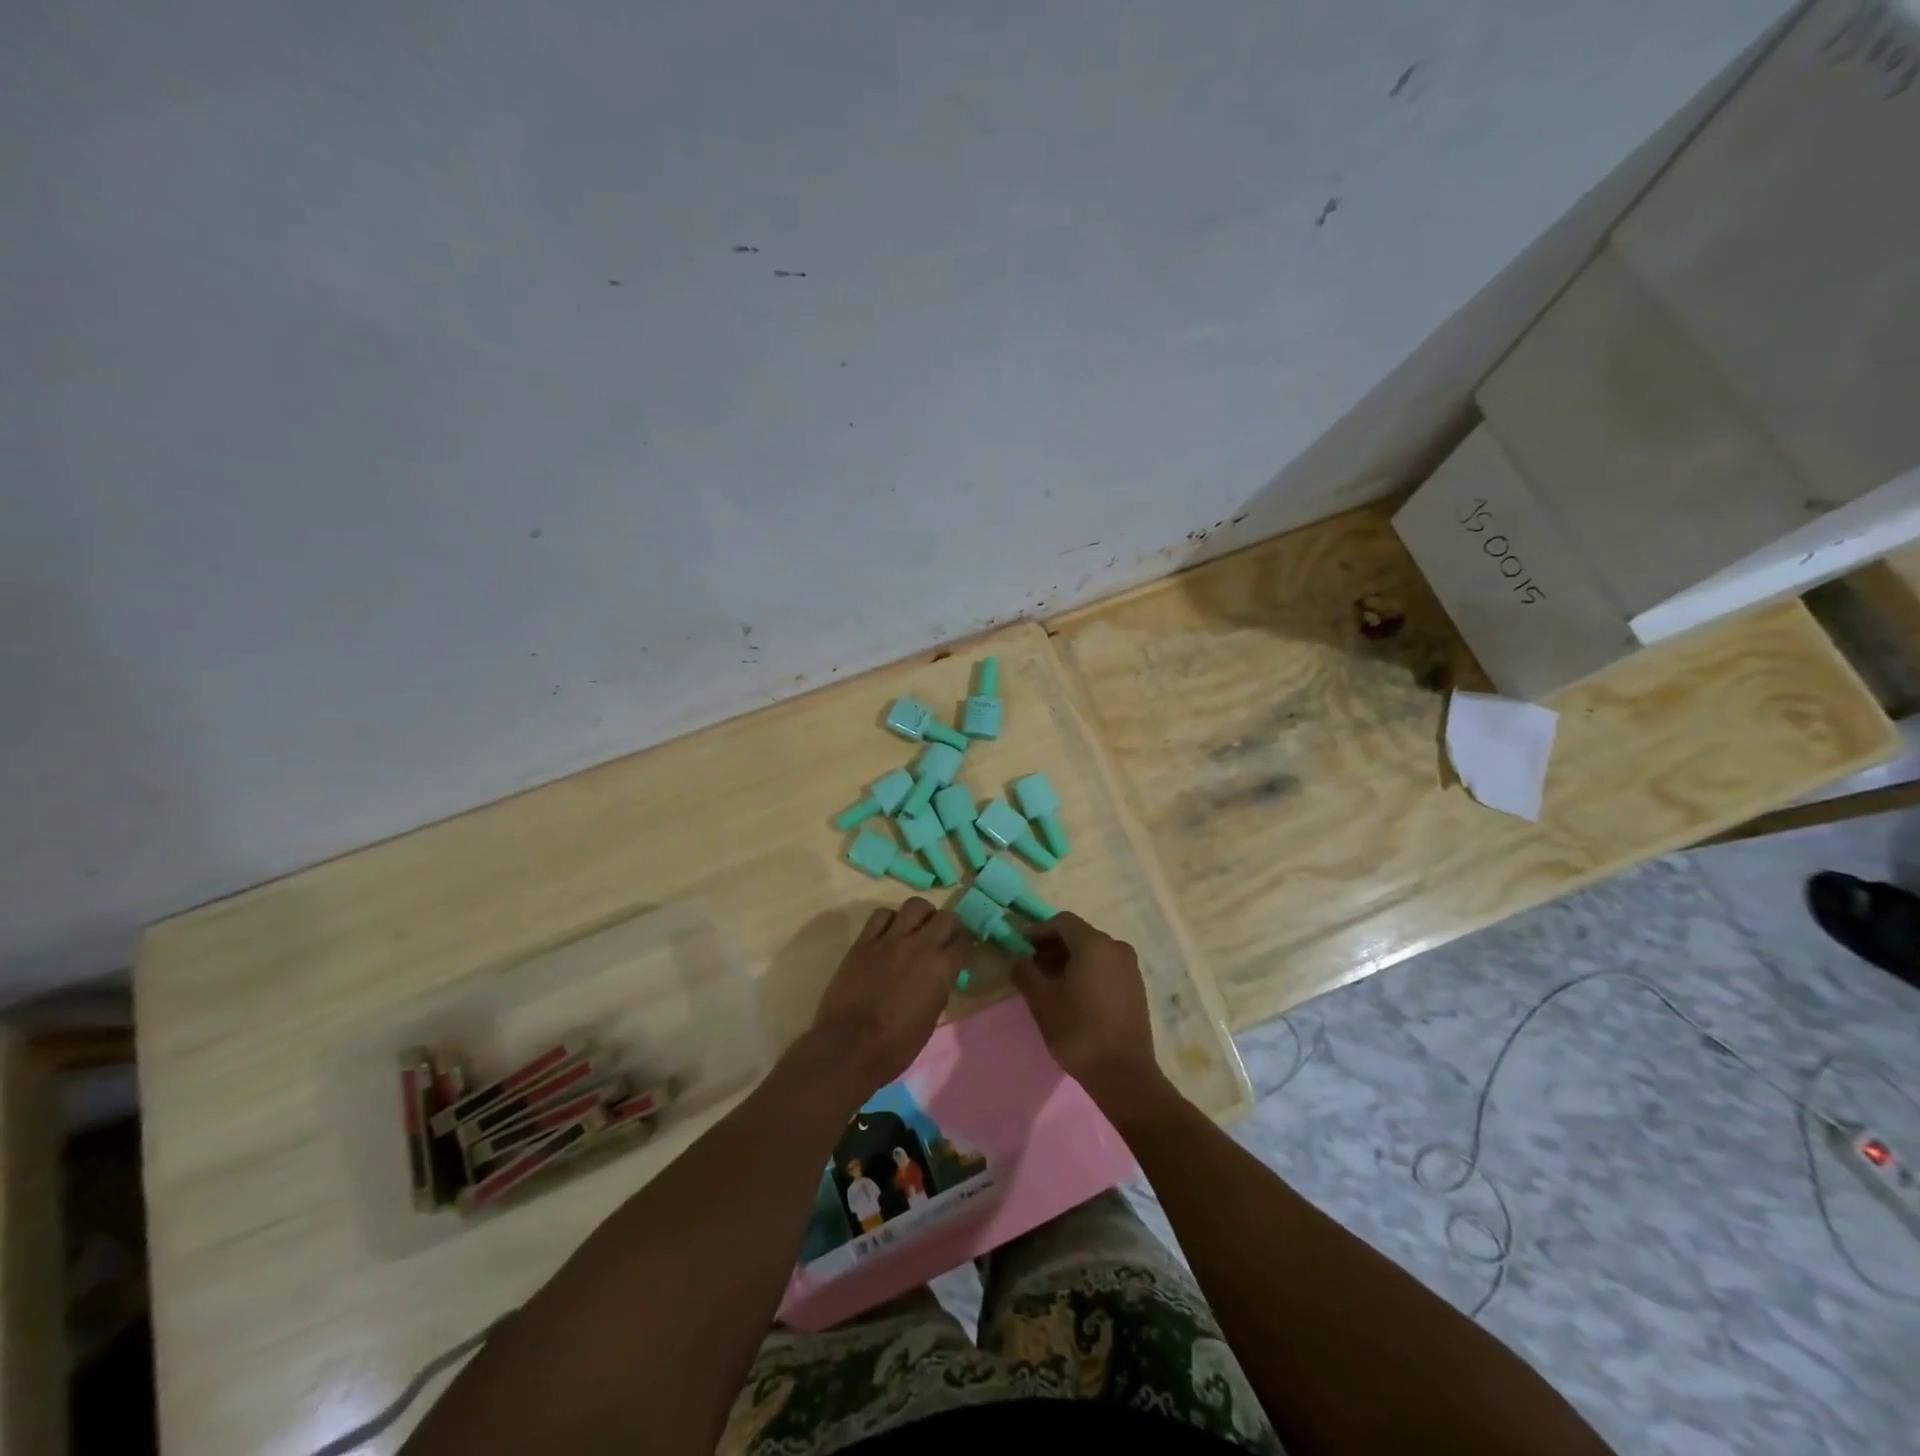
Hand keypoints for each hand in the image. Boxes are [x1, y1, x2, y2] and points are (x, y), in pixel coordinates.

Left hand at [805, 898, 967, 1097]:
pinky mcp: (863, 942)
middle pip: (945, 917)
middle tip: (943, 938)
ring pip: (914, 905)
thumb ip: (938, 989)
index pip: (963, 942)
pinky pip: (881, 915)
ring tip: (917, 928)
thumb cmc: (896, 1045)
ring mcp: (889, 940)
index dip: (964, 947)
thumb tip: (939, 977)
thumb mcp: (930, 1019)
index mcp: (940, 968)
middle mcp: (919, 945)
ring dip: (921, 915)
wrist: (849, 1047)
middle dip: (948, 926)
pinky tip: (889, 933)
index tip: (960, 953)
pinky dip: (890, 919)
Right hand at [1011, 912, 1162, 1108]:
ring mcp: (1130, 967)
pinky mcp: (1136, 986)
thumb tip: (1018, 960)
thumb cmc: (1079, 1032)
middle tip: (1032, 965)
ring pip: (1094, 951)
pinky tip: (1074, 994)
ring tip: (1050, 982)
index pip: (1062, 922)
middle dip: (1053, 946)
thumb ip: (1025, 973)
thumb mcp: (1042, 1002)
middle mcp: (1116, 947)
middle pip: (1079, 935)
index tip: (1022, 947)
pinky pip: (1107, 966)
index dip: (1039, 931)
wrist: (1124, 1074)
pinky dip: (1088, 970)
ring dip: (1069, 959)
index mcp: (1094, 944)